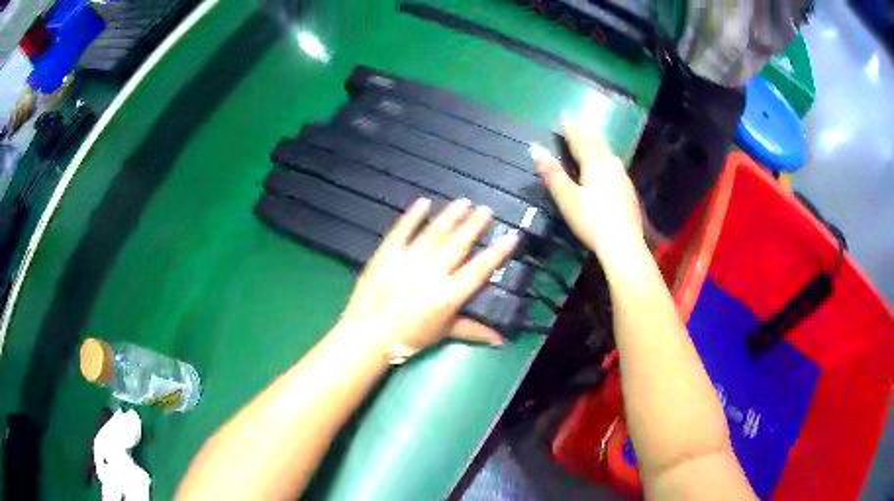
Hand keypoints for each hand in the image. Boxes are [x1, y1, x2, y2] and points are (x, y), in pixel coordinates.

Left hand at [337, 198, 518, 360]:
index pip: (479, 270)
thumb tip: (501, 340)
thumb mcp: (444, 333)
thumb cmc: (409, 338)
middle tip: (486, 209)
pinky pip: (403, 230)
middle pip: (458, 244)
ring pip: (434, 233)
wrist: (368, 334)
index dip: (497, 253)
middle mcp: (431, 273)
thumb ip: (473, 330)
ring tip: (464, 202)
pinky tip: (424, 202)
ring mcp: (408, 260)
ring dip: (450, 216)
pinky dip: (414, 216)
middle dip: (474, 225)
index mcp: (448, 296)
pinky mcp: (387, 253)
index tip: (511, 236)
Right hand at [531, 121, 644, 262]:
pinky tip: (610, 164)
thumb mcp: (567, 198)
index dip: (571, 128)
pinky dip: (608, 157)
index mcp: (595, 164)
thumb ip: (552, 172)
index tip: (563, 115)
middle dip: (585, 132)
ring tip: (592, 137)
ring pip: (609, 153)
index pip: (580, 140)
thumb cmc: (592, 222)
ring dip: (598, 143)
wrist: (624, 245)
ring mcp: (623, 178)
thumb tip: (535, 147)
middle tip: (577, 122)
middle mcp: (611, 166)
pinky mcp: (629, 191)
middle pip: (597, 143)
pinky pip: (616, 165)